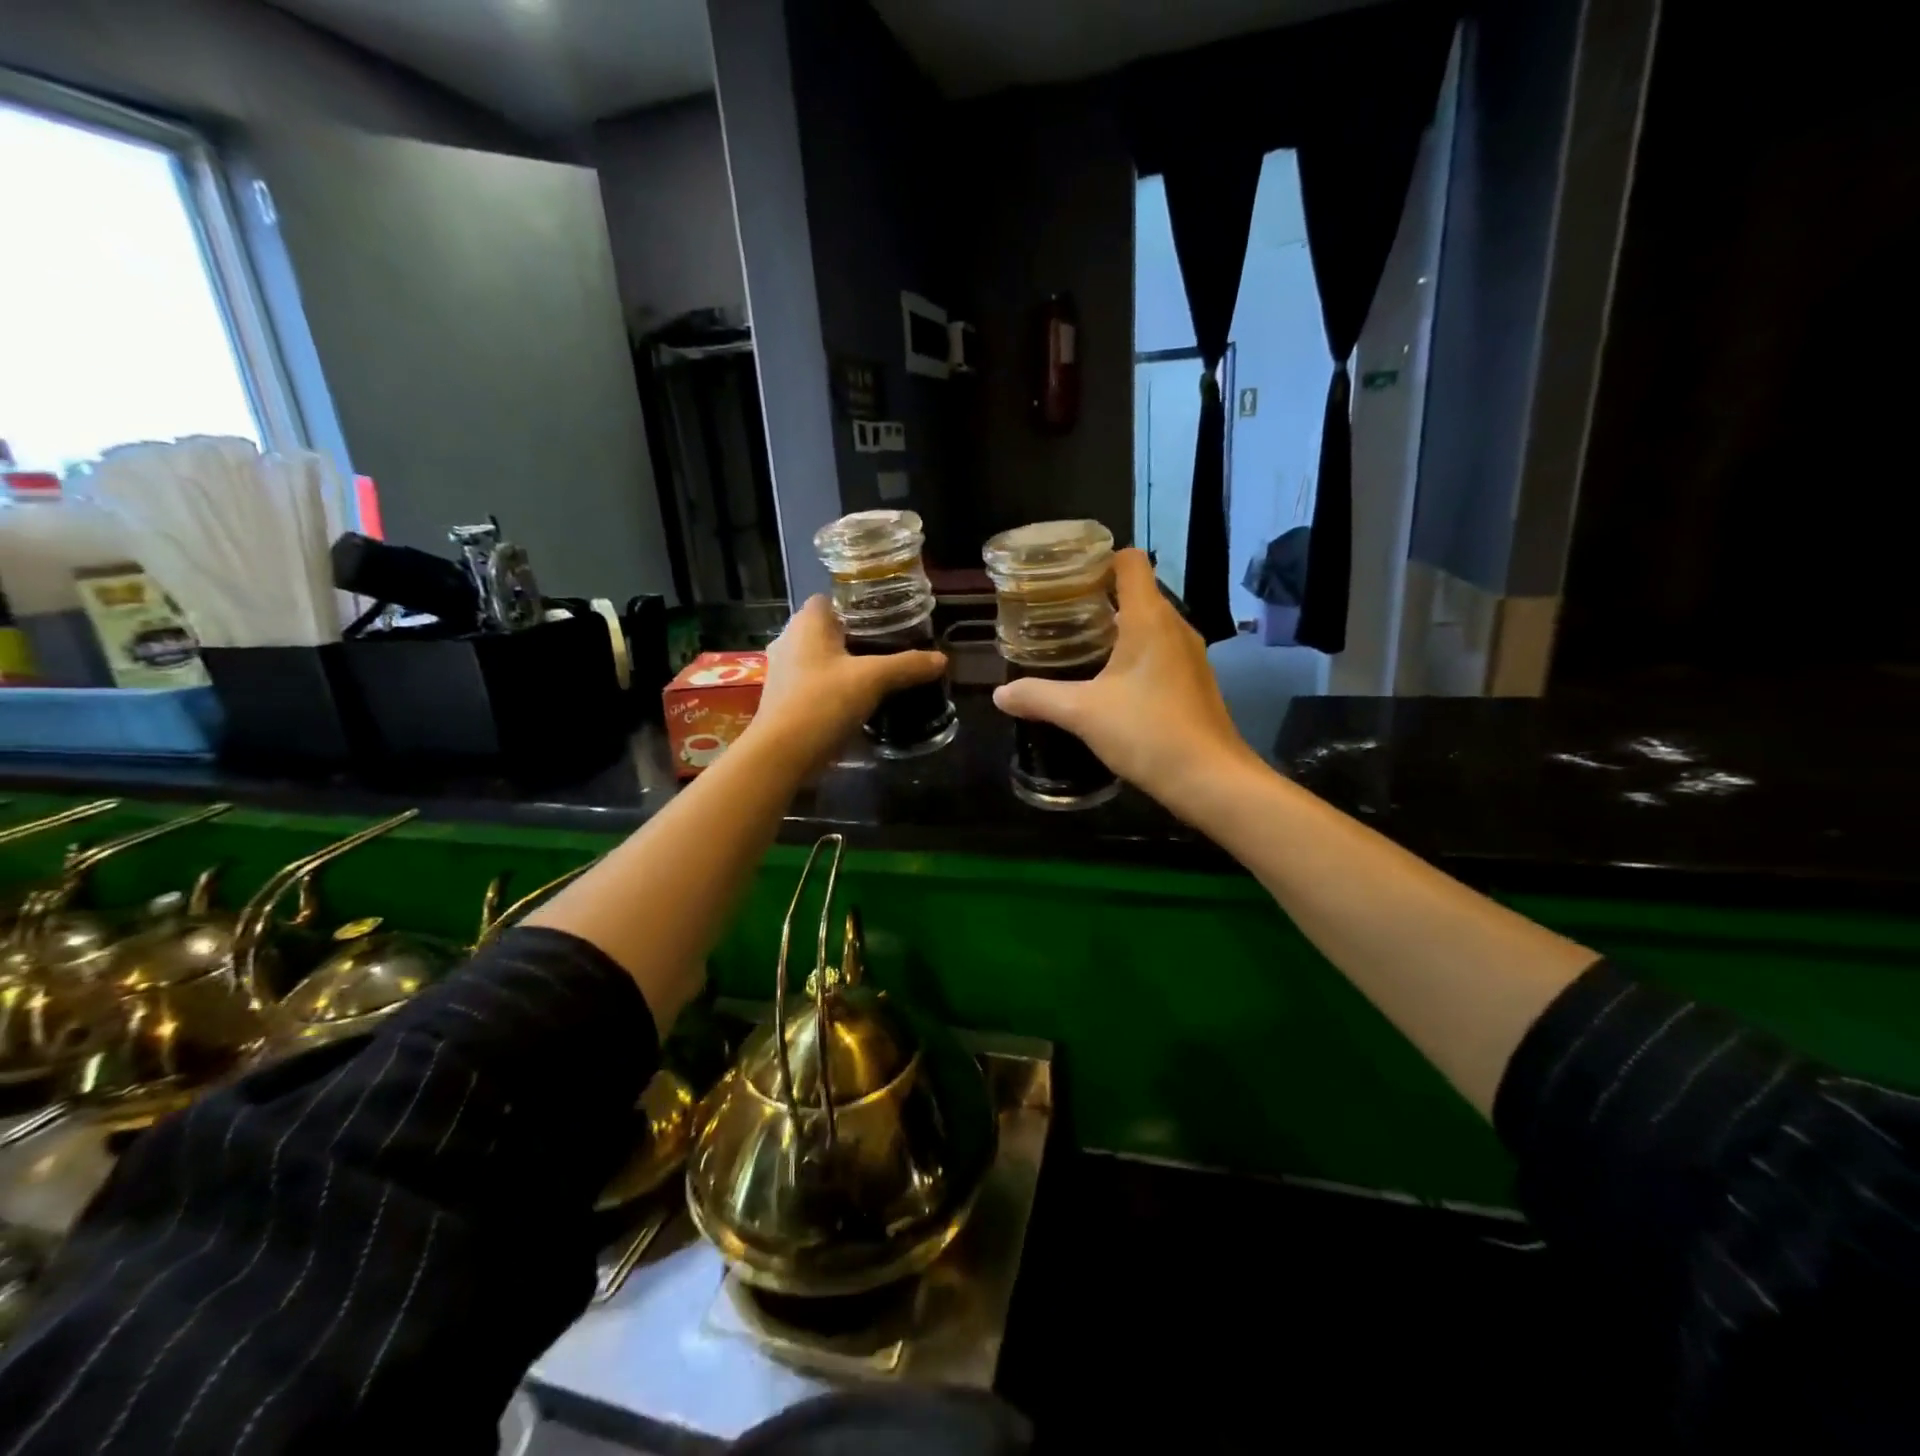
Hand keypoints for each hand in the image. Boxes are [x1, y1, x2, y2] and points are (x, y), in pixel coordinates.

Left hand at [748, 595, 947, 770]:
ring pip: (822, 657)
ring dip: (846, 664)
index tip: (888, 618)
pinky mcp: (784, 698)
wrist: (782, 755)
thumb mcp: (873, 680)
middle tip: (892, 646)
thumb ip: (908, 665)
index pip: (833, 598)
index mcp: (807, 623)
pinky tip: (858, 699)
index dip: (859, 605)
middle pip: (829, 629)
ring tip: (880, 673)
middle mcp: (789, 639)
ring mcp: (782, 670)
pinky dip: (835, 686)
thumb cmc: (823, 703)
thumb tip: (942, 659)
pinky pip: (815, 682)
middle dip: (858, 636)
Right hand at [993, 548, 1254, 809]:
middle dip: (1097, 597)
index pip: (1130, 561)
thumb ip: (1038, 697)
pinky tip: (1108, 682)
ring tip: (1076, 646)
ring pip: (1148, 624)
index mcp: (1150, 618)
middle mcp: (1175, 626)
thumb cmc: (1147, 732)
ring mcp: (1189, 655)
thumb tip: (1000, 695)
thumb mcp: (1082, 713)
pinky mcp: (1194, 681)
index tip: (1065, 578)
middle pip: (1136, 591)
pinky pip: (1159, 651)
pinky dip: (1133, 654)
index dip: (1098, 559)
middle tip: (1057, 615)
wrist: (1209, 779)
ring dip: (1115, 629)